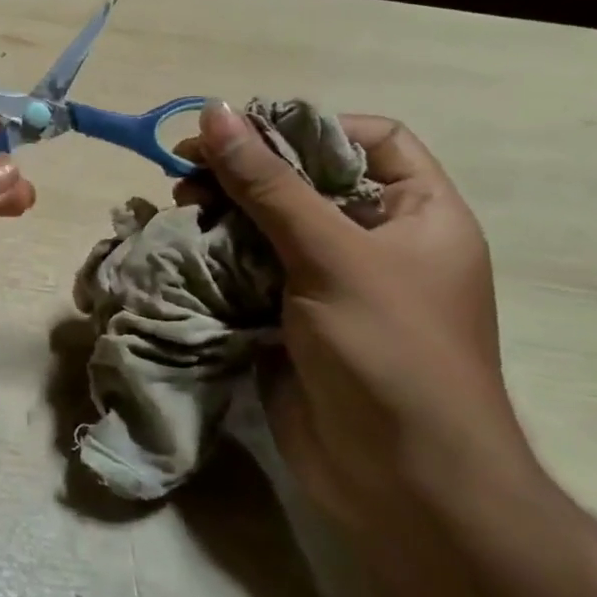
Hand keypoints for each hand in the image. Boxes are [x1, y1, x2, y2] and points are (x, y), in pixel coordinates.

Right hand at [179, 102, 534, 547]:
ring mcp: (331, 281)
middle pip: (306, 177)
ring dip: (222, 209)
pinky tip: (181, 244)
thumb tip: (215, 111)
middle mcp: (376, 241)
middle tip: (187, 169)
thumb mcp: (330, 255)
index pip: (371, 138)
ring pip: (268, 221)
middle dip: (246, 169)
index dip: (310, 127)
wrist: (404, 485)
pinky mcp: (291, 315)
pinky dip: (215, 251)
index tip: (245, 136)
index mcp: (418, 215)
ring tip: (178, 205)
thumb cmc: (389, 353)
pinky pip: (249, 264)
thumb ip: (267, 183)